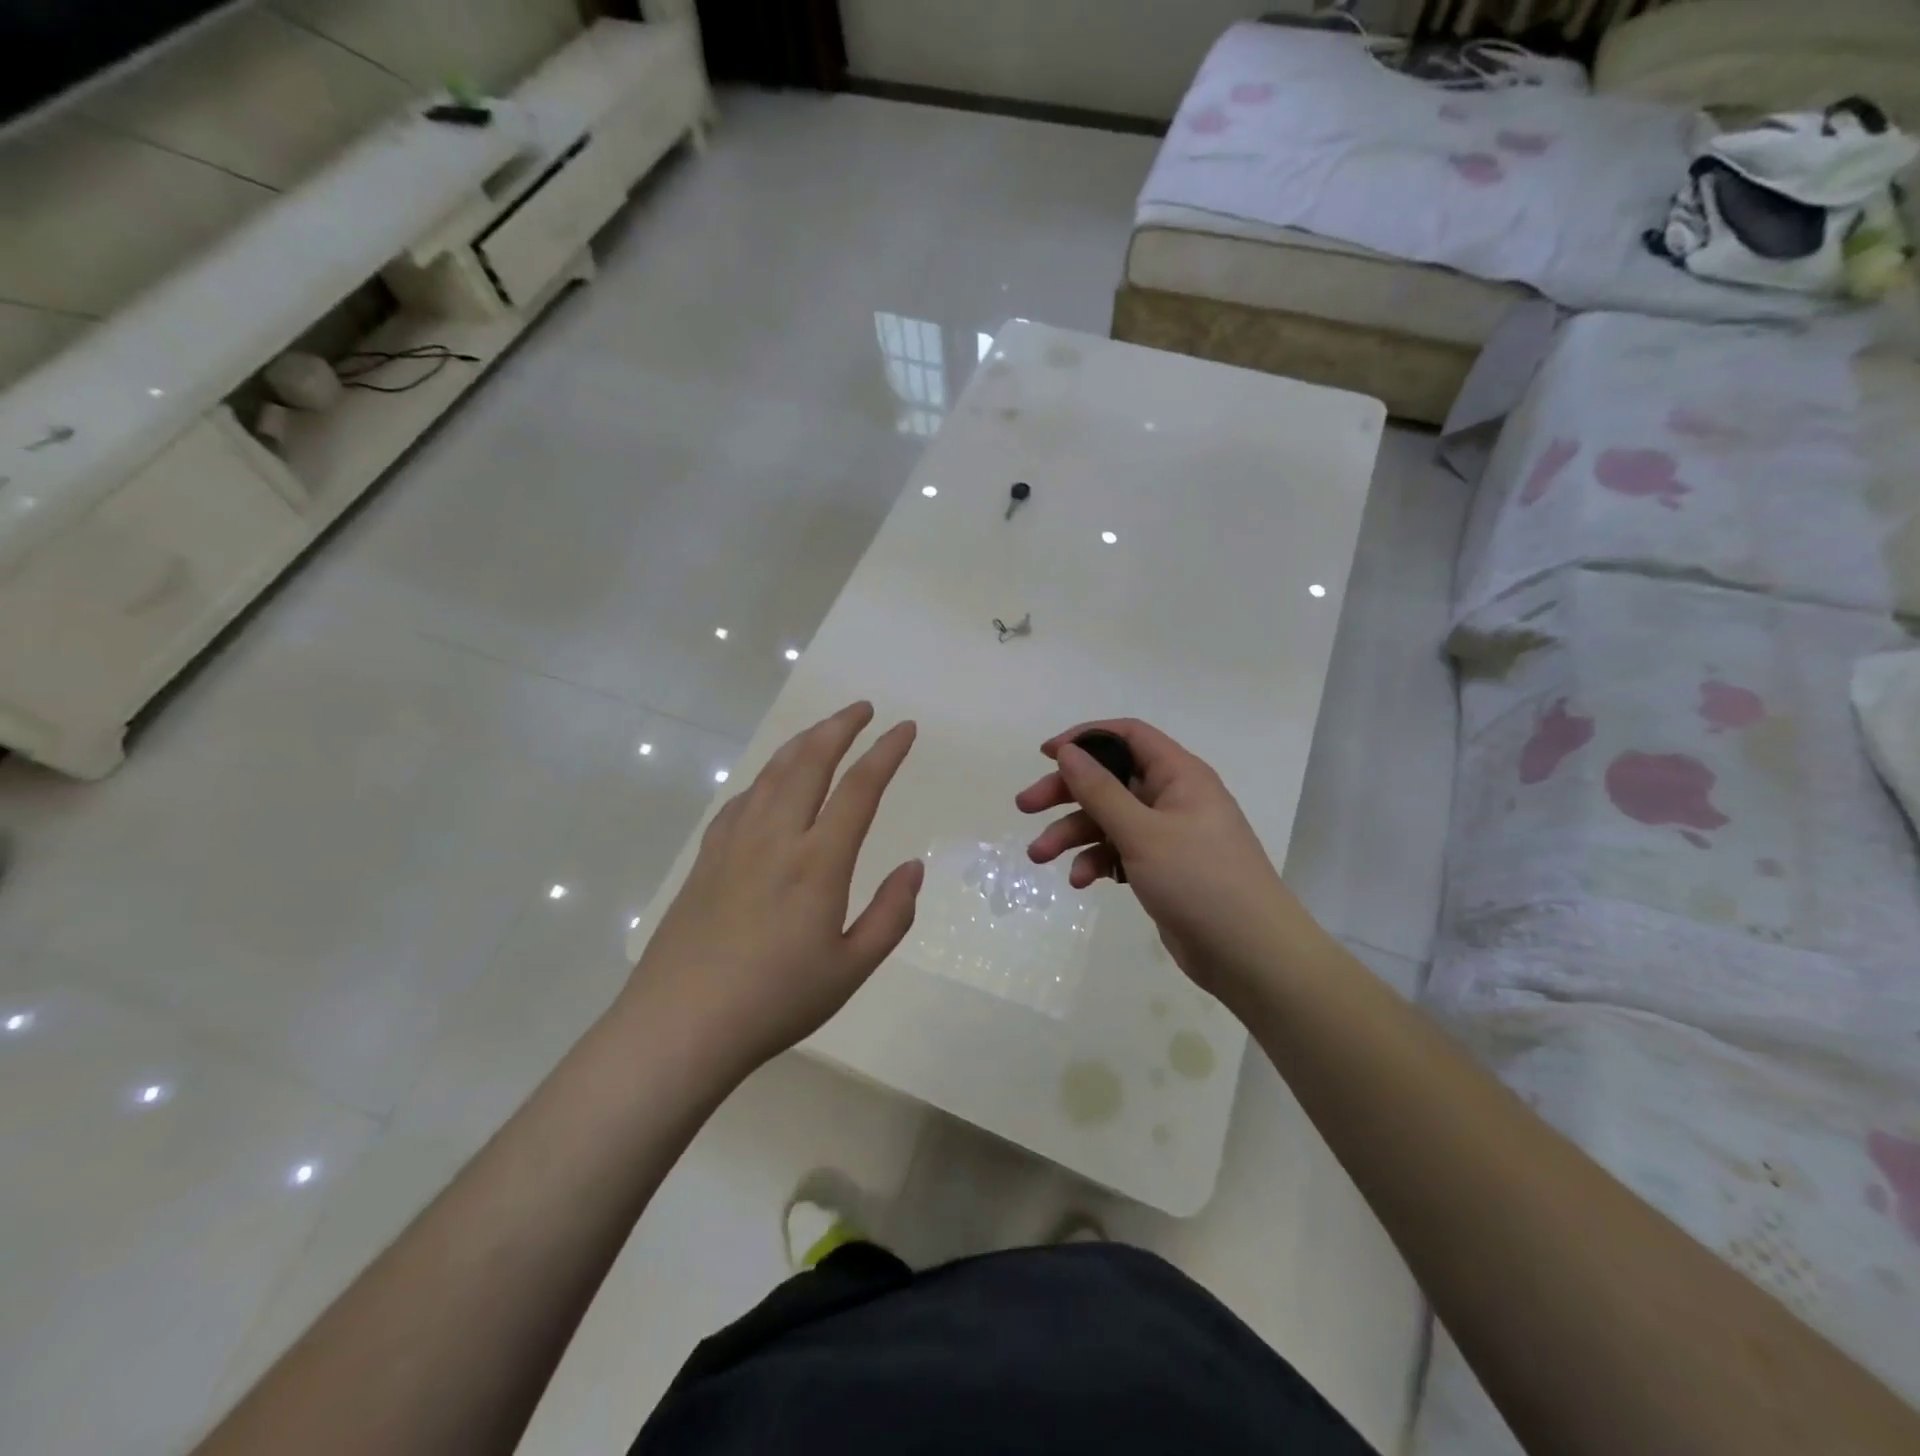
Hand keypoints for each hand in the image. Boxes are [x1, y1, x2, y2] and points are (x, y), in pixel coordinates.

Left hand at [628, 702, 924, 1074]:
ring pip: (772, 773)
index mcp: (818, 862)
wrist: (680, 1024)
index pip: (859, 788)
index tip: (906, 729)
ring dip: (802, 743)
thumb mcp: (851, 968)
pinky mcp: (707, 857)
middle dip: (840, 726)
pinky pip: (742, 799)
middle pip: (810, 761)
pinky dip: (766, 777)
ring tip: (823, 731)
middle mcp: (776, 837)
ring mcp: (735, 843)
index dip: (886, 752)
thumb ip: (891, 915)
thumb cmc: (776, 1000)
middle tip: (863, 709)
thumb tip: (913, 868)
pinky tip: (771, 784)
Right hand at [1016, 719, 1310, 1008]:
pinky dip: (1097, 861)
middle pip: (1110, 780)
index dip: (1085, 738)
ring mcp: (1168, 836)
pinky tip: (1082, 881)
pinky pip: (1120, 852)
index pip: (1128, 736)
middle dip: (1066, 793)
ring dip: (1073, 834)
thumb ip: (1101, 791)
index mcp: (1179, 775)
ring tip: (1039, 857)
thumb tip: (1069, 751)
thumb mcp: (1143, 832)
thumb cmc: (1200, 880)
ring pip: (1109, 820)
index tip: (1046, 754)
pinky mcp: (1162, 869)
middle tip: (1025, 807)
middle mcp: (1173, 798)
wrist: (1250, 954)